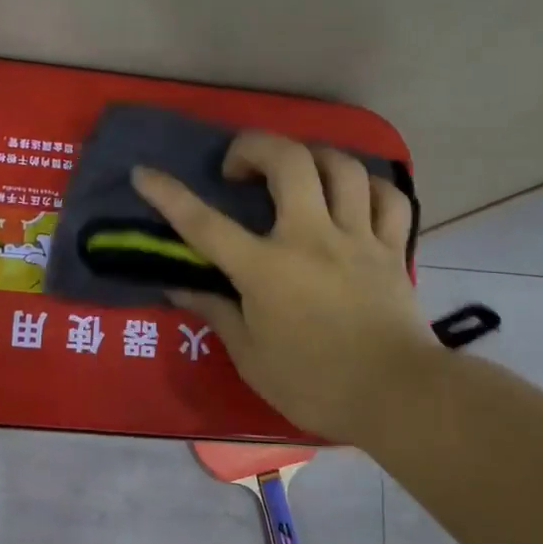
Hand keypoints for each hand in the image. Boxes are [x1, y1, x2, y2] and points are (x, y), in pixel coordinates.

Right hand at [132, 132, 433, 446]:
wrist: (398, 397)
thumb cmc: (314, 385)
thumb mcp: (251, 357)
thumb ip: (215, 313)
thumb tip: (178, 286)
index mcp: (266, 270)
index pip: (205, 224)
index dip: (169, 194)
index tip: (144, 173)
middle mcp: (311, 239)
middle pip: (288, 162)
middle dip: (255, 146)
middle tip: (240, 167)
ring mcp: (357, 238)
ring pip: (342, 167)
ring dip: (312, 157)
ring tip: (297, 172)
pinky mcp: (392, 249)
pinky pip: (388, 198)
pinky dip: (368, 186)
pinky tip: (352, 194)